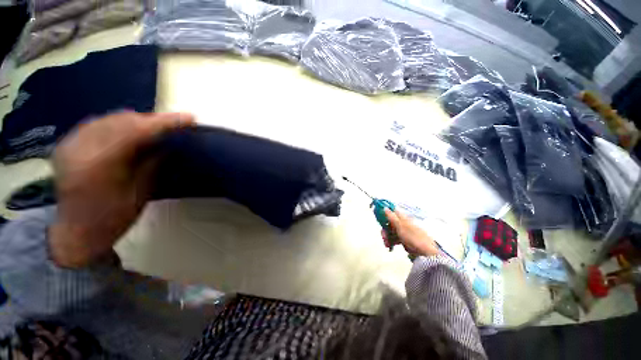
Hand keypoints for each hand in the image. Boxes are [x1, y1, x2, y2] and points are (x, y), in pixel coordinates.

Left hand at [49, 111, 194, 267]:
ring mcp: (70, 144)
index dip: (165, 123)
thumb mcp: (140, 193)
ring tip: (155, 128)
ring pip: (110, 118)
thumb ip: (153, 164)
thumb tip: (170, 143)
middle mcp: (80, 148)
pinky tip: (130, 132)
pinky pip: (98, 123)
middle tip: (174, 125)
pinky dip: (119, 124)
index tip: (189, 118)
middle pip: (122, 120)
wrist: (75, 232)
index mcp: (98, 165)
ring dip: (136, 121)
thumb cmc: (112, 219)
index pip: (136, 131)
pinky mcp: (68, 144)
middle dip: (151, 120)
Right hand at [383, 209, 438, 257]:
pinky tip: (390, 247)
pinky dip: (391, 242)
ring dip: (387, 237)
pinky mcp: (404, 241)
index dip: (385, 214)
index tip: (379, 219)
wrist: (426, 253)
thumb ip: (392, 217)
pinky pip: (395, 239)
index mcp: (403, 218)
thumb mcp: (401, 226)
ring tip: (387, 244)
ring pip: (391, 232)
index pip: (392, 212)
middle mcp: (403, 224)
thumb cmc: (412, 237)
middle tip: (383, 236)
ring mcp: (404, 232)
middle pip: (390, 223)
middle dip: (385, 229)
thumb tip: (385, 207)